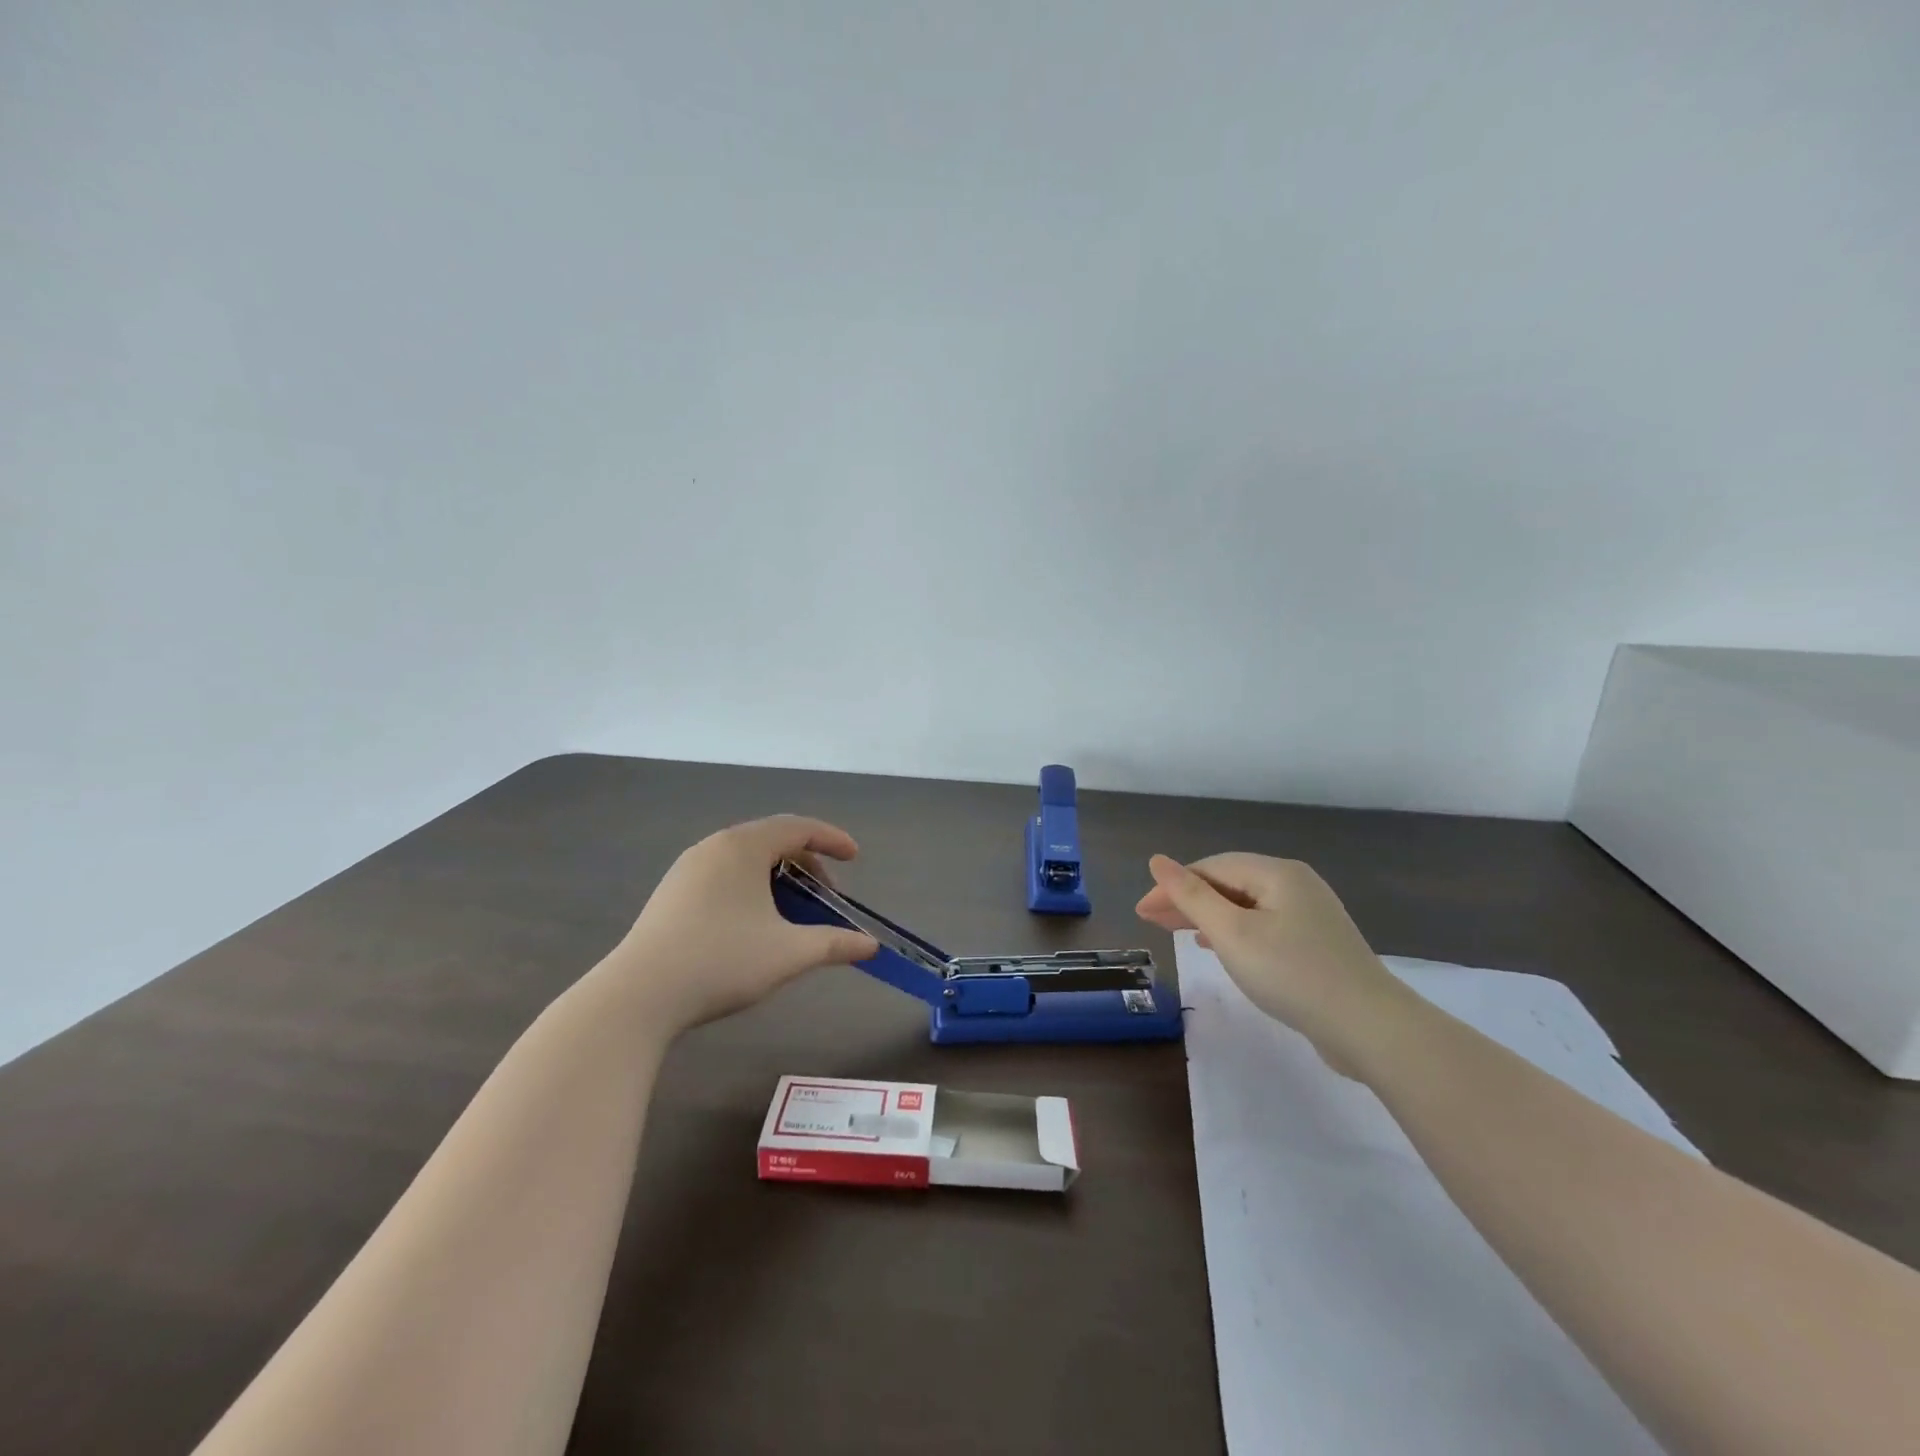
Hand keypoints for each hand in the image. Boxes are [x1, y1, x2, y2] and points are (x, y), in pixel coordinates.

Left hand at [608, 816, 879, 1036]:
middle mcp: (714, 847)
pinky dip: (751, 888)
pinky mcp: (671, 893)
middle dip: (807, 864)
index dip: (832, 839)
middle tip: (825, 896)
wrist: (639, 996)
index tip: (855, 858)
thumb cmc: (722, 961)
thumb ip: (834, 944)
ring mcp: (687, 869)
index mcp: (743, 847)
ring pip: (746, 860)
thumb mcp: (789, 953)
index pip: (798, 827)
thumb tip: (870, 946)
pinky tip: (753, 924)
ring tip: (792, 913)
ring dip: (778, 879)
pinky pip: (723, 875)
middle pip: (772, 841)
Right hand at [1135, 852, 1414, 1076]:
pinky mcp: (1317, 943)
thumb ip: (1191, 897)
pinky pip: (1263, 925)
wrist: (1371, 1027)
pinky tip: (1219, 946)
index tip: (1142, 912)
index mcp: (1277, 872)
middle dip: (1187, 900)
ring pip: (1245, 905)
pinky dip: (1234, 931)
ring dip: (1208, 916)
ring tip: (1177, 932)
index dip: (1172, 886)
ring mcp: (1310, 914)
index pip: (1210, 867)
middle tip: (1151, 922)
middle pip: (1229, 883)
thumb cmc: (1292, 973)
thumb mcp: (1232, 934)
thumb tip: (1157, 860)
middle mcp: (1295, 884)